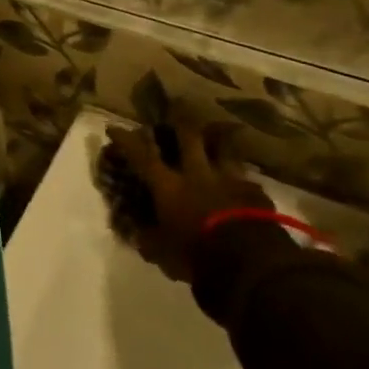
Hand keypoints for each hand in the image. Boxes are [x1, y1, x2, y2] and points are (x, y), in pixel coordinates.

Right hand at [108, 123, 270, 282]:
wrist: (249, 263)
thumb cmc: (196, 256)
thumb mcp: (163, 254)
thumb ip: (149, 239)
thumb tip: (137, 234)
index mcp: (170, 187)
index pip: (142, 157)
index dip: (126, 141)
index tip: (113, 127)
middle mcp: (198, 174)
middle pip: (189, 137)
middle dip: (181, 120)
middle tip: (179, 105)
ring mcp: (229, 179)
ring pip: (223, 149)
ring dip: (218, 141)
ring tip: (218, 134)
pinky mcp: (255, 192)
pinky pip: (246, 178)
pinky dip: (242, 178)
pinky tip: (244, 180)